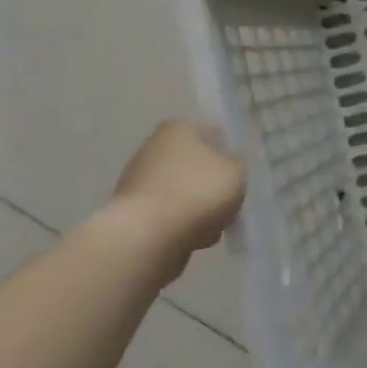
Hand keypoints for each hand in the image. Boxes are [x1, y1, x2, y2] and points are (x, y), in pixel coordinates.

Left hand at [107, 121, 245, 275]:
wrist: (147, 237)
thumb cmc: (198, 192)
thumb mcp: (237, 172)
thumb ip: (237, 165)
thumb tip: (228, 167)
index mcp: (179, 128)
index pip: (212, 135)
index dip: (228, 155)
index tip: (237, 177)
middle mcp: (153, 147)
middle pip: (194, 165)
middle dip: (210, 185)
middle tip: (227, 204)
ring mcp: (136, 181)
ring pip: (181, 192)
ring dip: (196, 208)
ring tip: (212, 228)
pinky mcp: (129, 213)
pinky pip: (166, 215)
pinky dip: (179, 225)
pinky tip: (192, 239)